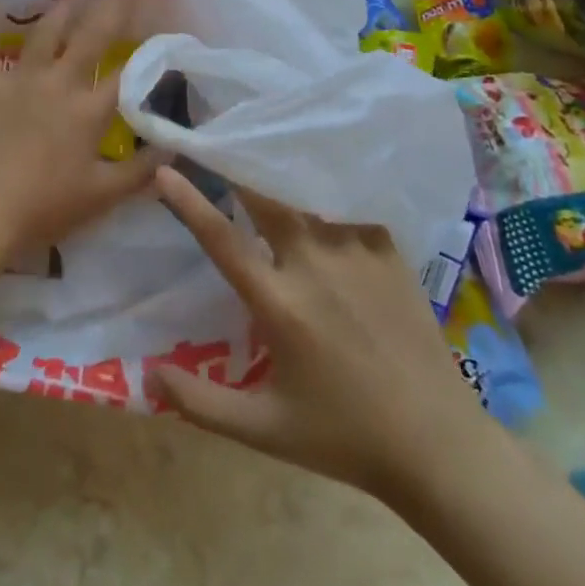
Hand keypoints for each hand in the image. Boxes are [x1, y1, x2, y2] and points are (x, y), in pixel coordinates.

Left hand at [0, 0, 163, 260]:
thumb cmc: (42, 208)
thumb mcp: (101, 196)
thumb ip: (141, 171)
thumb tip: (176, 148)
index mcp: (89, 111)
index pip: (129, 73)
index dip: (149, 49)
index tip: (163, 27)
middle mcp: (60, 82)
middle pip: (92, 36)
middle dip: (111, 6)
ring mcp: (20, 77)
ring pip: (46, 31)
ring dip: (64, 8)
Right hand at [150, 166, 490, 500]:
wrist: (437, 443)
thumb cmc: (344, 436)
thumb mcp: (264, 430)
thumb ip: (200, 404)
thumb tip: (147, 378)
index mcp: (279, 304)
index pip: (222, 240)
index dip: (188, 202)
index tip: (164, 171)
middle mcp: (314, 265)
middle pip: (266, 198)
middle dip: (238, 167)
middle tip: (220, 142)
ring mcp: (356, 253)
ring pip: (308, 197)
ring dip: (280, 178)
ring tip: (263, 155)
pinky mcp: (390, 252)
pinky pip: (348, 208)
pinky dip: (326, 195)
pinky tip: (319, 187)